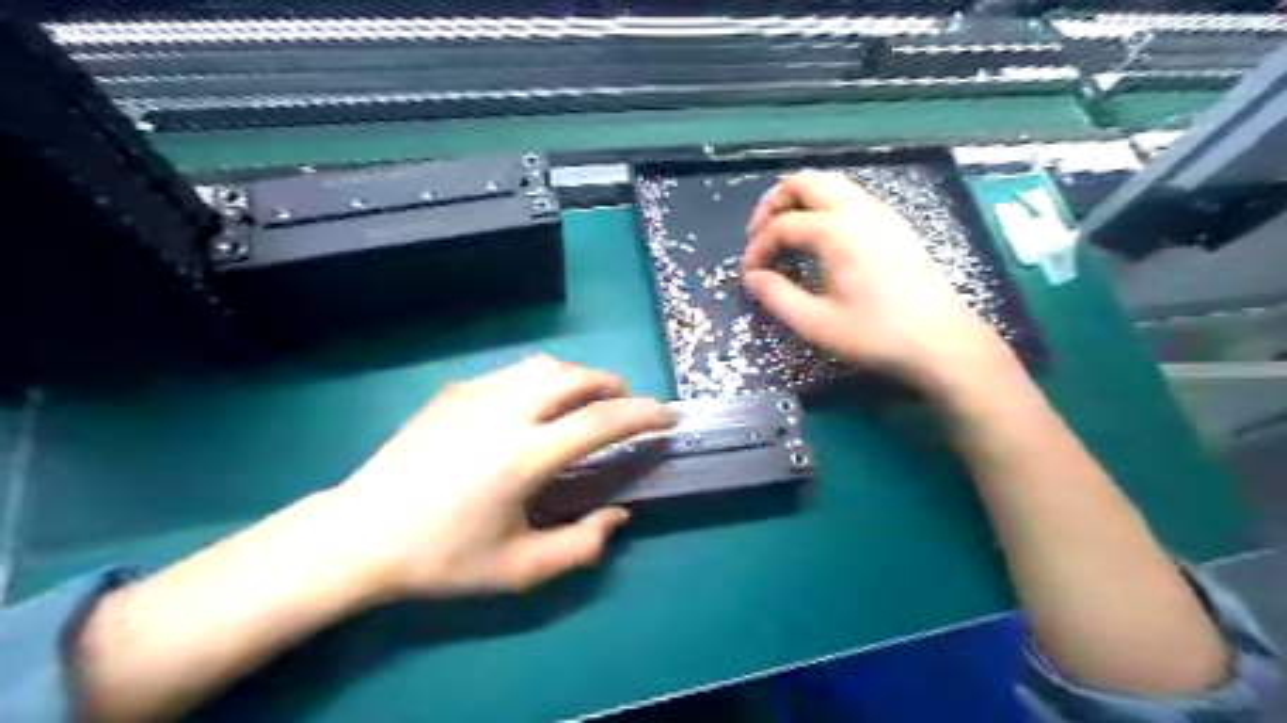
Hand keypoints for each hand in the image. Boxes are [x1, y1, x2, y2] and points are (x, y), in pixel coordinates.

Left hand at [321, 355, 674, 597]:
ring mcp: (475, 395)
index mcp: (524, 455)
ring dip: (578, 377)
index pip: (601, 421)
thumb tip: (618, 515)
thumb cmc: (441, 557)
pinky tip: (535, 404)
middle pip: (576, 378)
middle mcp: (505, 412)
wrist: (358, 535)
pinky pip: (512, 372)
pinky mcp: (453, 392)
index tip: (666, 416)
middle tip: (628, 406)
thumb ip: (581, 546)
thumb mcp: (518, 570)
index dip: (643, 415)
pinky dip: (542, 379)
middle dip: (613, 386)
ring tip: (588, 399)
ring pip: (544, 365)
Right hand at [739, 169, 1008, 387]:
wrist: (942, 342)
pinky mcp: (893, 224)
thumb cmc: (876, 335)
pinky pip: (849, 197)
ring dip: (799, 201)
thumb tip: (752, 278)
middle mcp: (858, 210)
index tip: (748, 275)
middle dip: (773, 204)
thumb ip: (777, 297)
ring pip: (829, 184)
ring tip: (784, 235)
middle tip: (759, 236)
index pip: (781, 225)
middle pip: (805, 182)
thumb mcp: (816, 324)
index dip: (757, 248)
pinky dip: (822, 207)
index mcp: (836, 231)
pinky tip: (819, 240)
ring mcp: (880, 213)